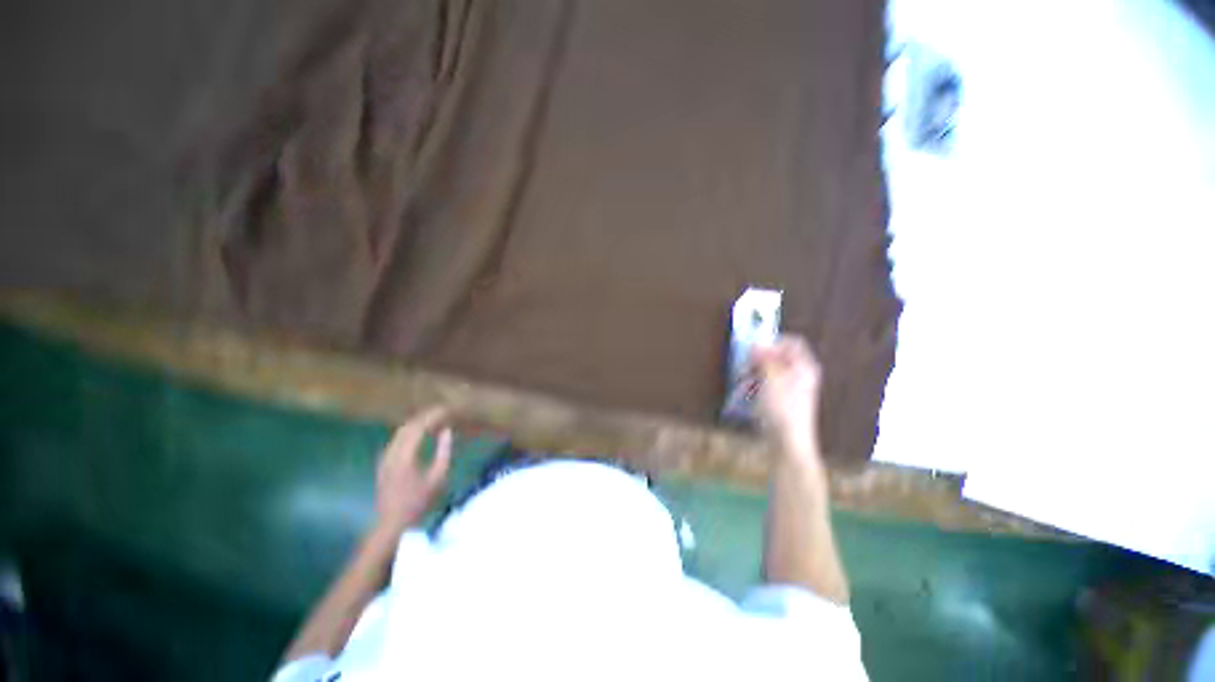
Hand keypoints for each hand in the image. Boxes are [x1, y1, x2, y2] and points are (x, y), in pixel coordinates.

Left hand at [374, 407, 452, 534]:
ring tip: (433, 421)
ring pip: (400, 432)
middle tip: (441, 412)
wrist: (392, 523)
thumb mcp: (438, 477)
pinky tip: (420, 436)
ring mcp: (385, 458)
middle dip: (425, 417)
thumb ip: (444, 451)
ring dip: (417, 424)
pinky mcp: (383, 463)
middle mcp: (392, 452)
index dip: (433, 416)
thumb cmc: (419, 501)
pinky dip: (410, 433)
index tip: (447, 410)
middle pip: (408, 427)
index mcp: (405, 455)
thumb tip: (447, 431)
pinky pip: (397, 440)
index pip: (419, 427)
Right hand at [753, 335, 822, 460]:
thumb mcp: (771, 378)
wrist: (788, 441)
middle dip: (760, 359)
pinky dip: (756, 385)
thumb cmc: (783, 409)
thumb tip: (756, 344)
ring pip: (770, 371)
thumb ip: (764, 358)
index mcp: (804, 367)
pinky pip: (767, 385)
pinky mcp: (782, 401)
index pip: (792, 342)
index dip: (773, 342)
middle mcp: (800, 375)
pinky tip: (747, 394)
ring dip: (754, 373)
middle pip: (779, 356)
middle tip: (747, 365)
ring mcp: (792, 389)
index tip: (755, 348)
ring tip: (744, 381)